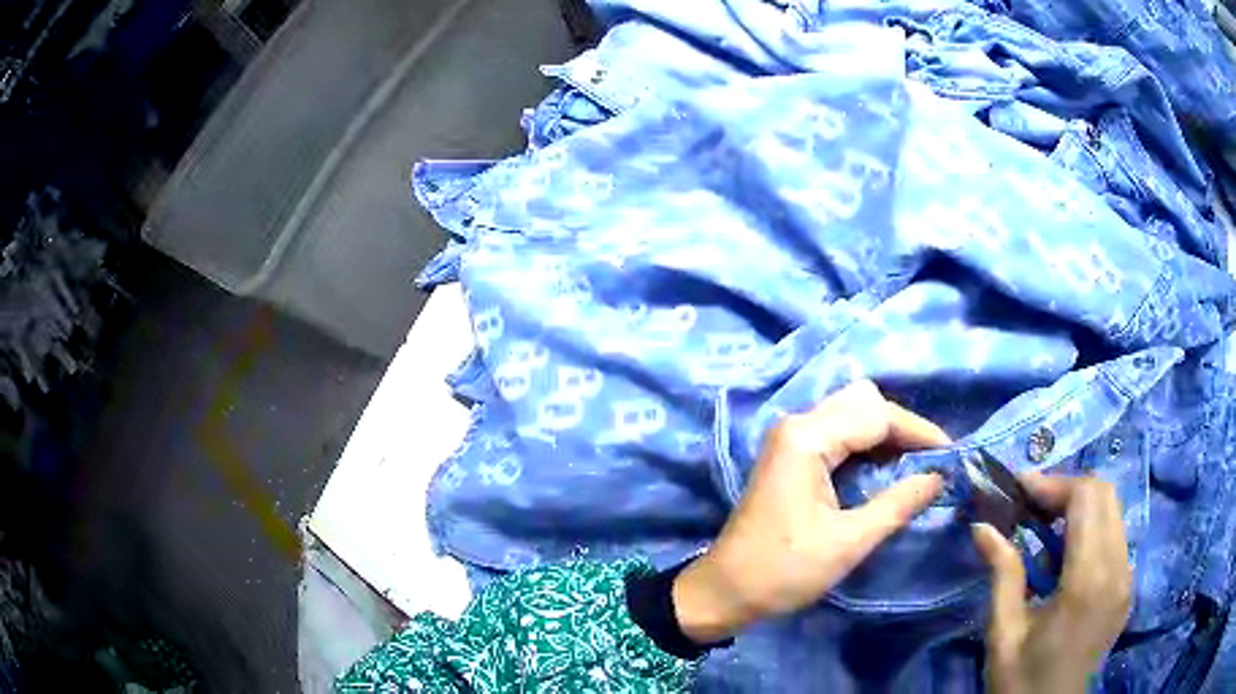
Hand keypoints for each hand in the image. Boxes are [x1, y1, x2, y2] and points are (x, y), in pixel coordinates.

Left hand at [672, 380, 949, 642]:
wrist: (724, 592)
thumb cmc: (783, 571)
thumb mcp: (849, 542)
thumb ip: (899, 503)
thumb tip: (940, 476)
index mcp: (807, 438)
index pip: (877, 414)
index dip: (918, 431)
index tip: (950, 455)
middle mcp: (797, 425)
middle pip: (863, 402)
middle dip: (902, 427)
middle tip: (930, 461)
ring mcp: (791, 438)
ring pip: (852, 414)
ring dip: (886, 434)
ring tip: (916, 465)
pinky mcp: (791, 455)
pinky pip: (839, 433)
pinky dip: (867, 445)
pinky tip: (886, 469)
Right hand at [972, 475, 1131, 693]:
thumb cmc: (1020, 683)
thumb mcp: (1003, 634)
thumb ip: (1002, 574)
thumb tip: (982, 526)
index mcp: (1087, 582)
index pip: (1086, 499)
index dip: (1053, 483)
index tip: (1019, 488)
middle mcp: (1117, 570)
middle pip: (1105, 495)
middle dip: (1067, 488)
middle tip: (1031, 503)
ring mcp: (1127, 578)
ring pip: (1113, 511)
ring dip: (1081, 506)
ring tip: (1045, 523)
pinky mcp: (1128, 587)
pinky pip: (1116, 536)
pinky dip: (1092, 527)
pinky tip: (1067, 551)